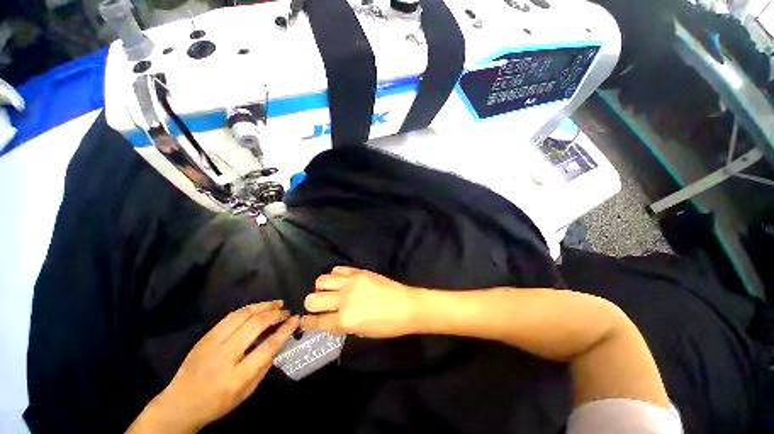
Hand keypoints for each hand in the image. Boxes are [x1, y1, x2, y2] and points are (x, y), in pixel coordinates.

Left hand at [129, 301, 298, 433]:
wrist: (180, 405)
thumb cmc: (217, 402)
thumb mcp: (246, 391)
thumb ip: (264, 366)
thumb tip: (279, 341)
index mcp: (236, 377)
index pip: (267, 348)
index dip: (284, 331)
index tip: (295, 319)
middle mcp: (224, 357)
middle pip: (255, 326)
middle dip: (275, 315)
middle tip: (286, 311)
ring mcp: (211, 345)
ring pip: (242, 316)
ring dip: (263, 306)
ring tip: (276, 304)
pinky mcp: (204, 337)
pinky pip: (229, 317)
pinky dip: (248, 309)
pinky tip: (258, 308)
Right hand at [302, 266, 418, 337]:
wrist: (406, 305)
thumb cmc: (387, 325)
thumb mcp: (361, 332)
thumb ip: (342, 325)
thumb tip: (330, 319)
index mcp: (345, 320)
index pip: (317, 321)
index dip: (307, 323)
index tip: (305, 321)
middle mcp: (344, 299)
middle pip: (312, 299)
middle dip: (311, 306)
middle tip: (318, 307)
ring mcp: (351, 282)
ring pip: (322, 280)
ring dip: (321, 289)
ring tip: (329, 292)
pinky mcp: (359, 271)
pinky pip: (338, 270)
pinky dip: (335, 276)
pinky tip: (340, 281)